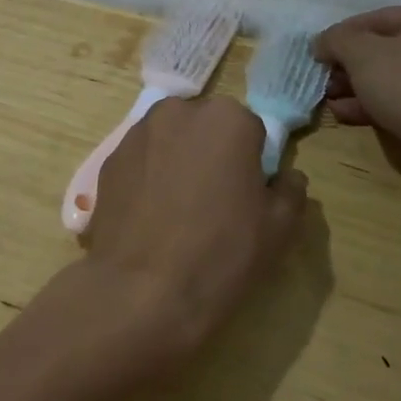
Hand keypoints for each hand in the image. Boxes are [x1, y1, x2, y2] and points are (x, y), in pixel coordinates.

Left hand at [82, 96, 308, 371]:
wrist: (142, 289)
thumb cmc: (222, 253)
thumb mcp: (280, 228)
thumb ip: (291, 190)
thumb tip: (285, 176)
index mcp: (228, 119)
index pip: (251, 130)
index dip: (252, 163)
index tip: (247, 195)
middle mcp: (179, 112)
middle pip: (206, 127)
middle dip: (212, 153)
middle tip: (214, 201)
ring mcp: (138, 133)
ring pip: (170, 140)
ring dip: (178, 160)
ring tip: (178, 210)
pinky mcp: (109, 159)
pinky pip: (141, 160)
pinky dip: (148, 176)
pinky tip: (150, 216)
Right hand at [313, 4, 400, 163]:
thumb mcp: (360, 53)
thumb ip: (336, 40)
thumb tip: (322, 43)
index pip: (379, 18)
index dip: (342, 34)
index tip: (318, 53)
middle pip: (388, 50)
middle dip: (350, 66)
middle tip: (324, 80)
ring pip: (396, 79)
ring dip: (359, 88)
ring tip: (331, 101)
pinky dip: (378, 106)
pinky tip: (348, 115)